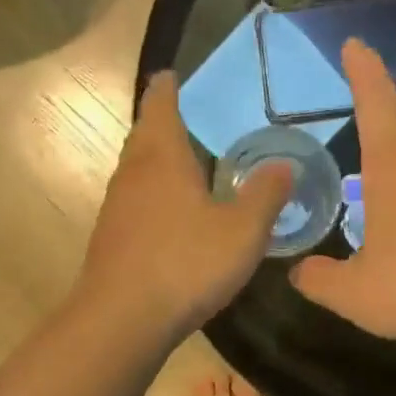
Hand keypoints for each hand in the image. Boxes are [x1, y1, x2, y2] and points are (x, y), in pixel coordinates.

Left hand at [78, 71, 292, 339]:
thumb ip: (265, 195)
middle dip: (162, 122)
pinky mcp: (111, 239)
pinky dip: (152, 195)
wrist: (122, 319)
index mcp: (162, 157)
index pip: (160, 104)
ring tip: (183, 164)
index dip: (168, 87)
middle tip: (187, 118)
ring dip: (156, 161)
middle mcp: (132, 173)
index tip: (173, 75)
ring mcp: (116, 208)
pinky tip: (170, 216)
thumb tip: (284, 164)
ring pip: (136, 170)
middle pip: (144, 135)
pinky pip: (134, 202)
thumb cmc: (185, 264)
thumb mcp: (242, 231)